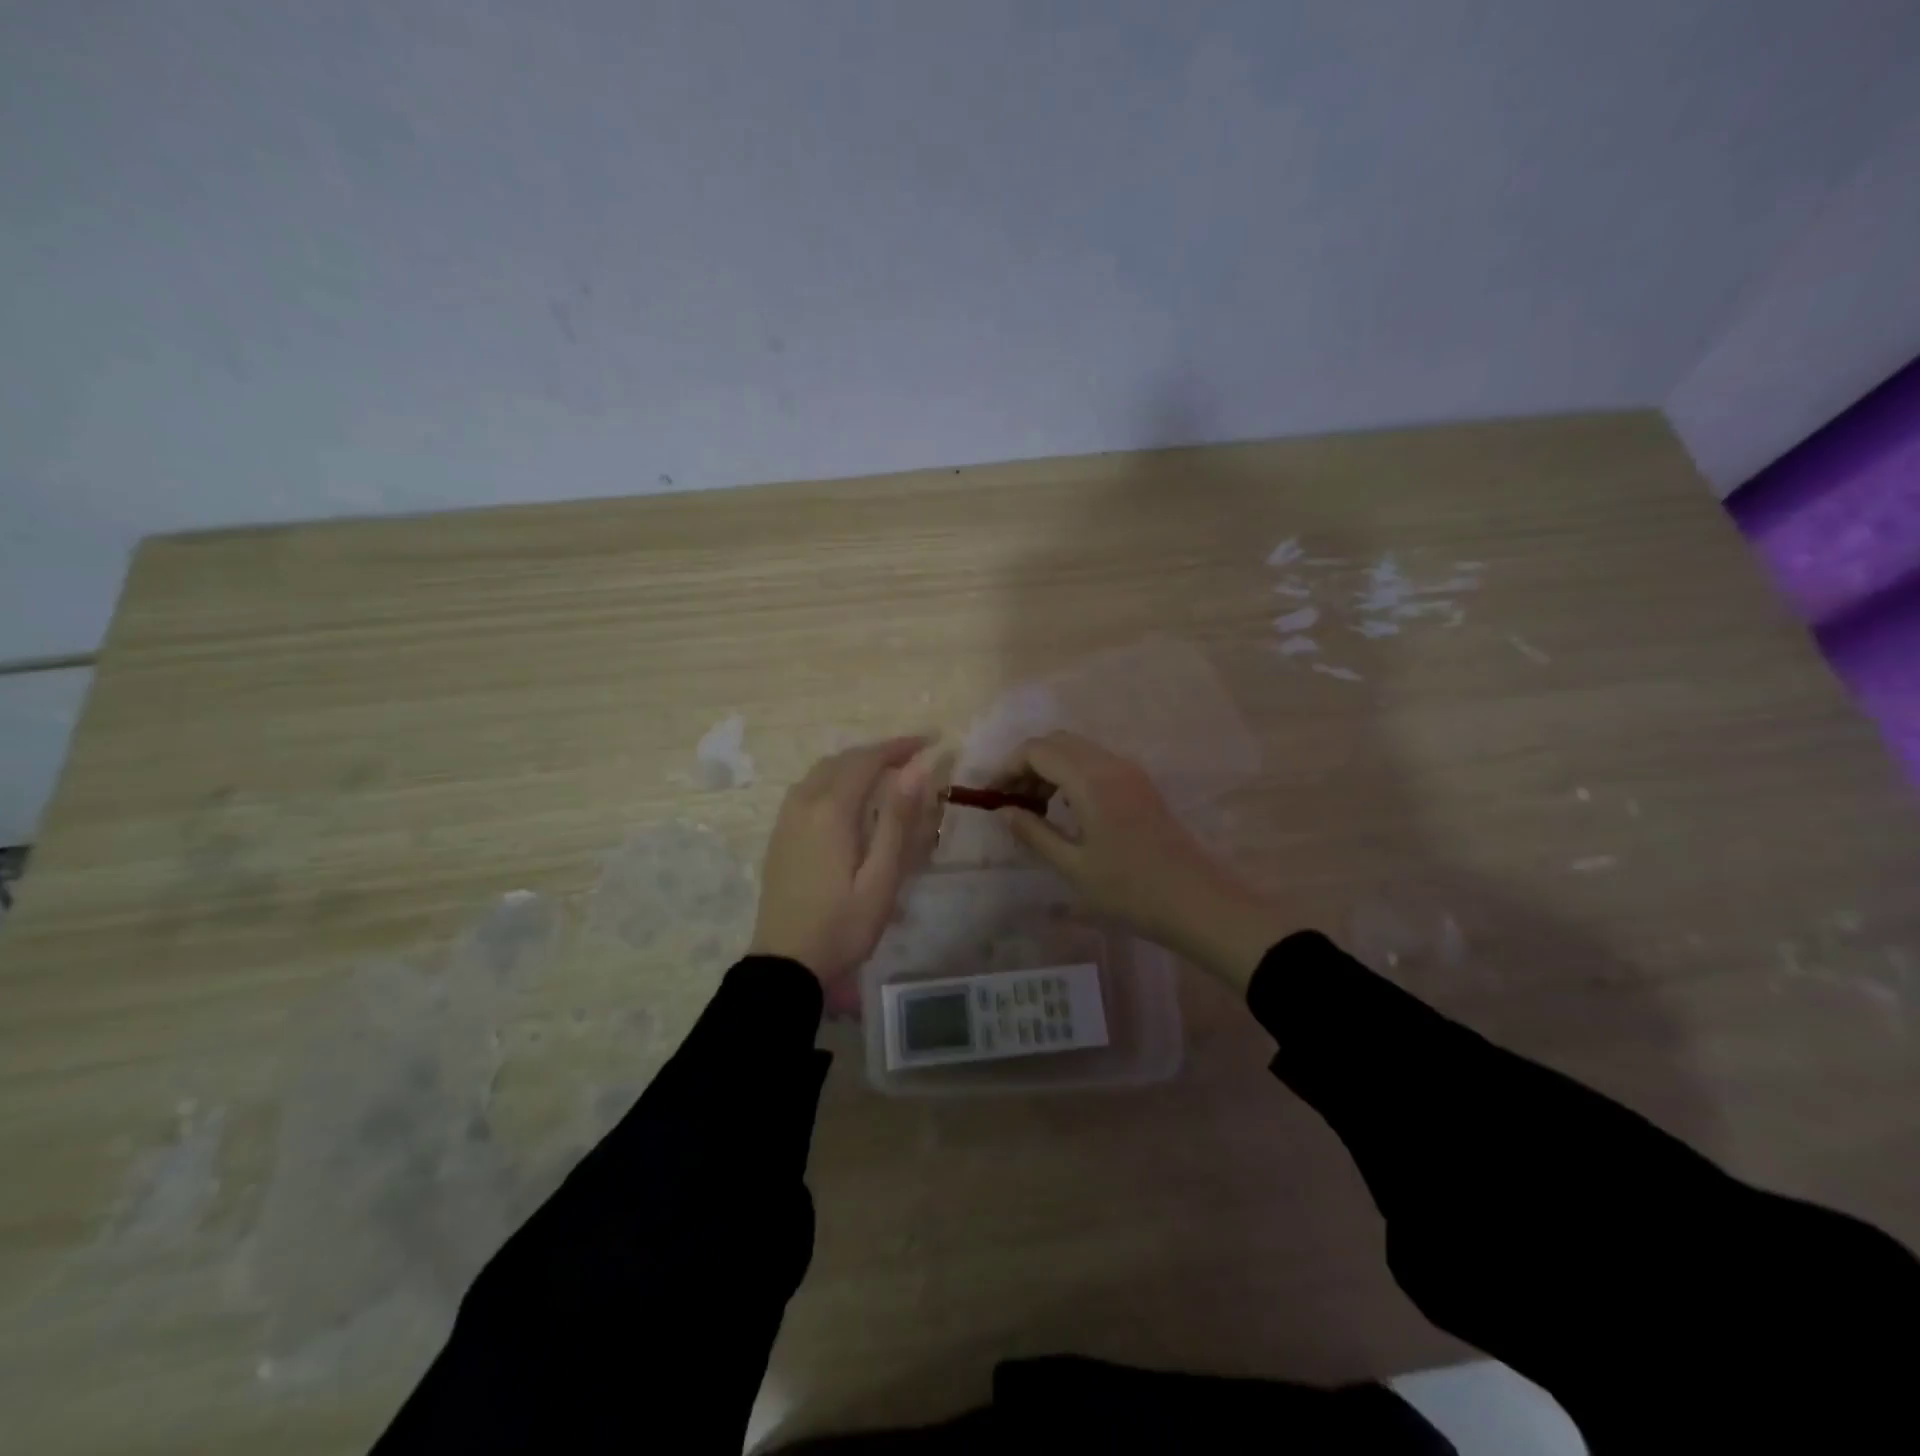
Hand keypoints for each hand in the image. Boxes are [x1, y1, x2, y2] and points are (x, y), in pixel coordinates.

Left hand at [750, 737, 944, 1011]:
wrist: (785, 966)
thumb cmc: (842, 926)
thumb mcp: (881, 878)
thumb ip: (897, 820)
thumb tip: (916, 769)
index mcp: (830, 811)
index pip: (866, 760)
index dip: (899, 746)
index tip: (930, 741)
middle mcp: (803, 803)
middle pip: (842, 760)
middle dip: (878, 752)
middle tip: (914, 756)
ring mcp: (786, 819)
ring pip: (821, 772)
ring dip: (855, 763)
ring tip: (887, 773)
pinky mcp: (780, 835)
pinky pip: (808, 788)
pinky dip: (835, 778)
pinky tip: (851, 798)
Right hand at [993, 732, 1287, 988]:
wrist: (1198, 903)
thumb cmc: (1130, 890)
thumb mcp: (1074, 866)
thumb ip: (1034, 833)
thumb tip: (1003, 811)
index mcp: (1090, 780)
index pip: (1037, 750)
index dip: (1007, 767)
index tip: (991, 796)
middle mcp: (1110, 764)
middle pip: (1057, 742)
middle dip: (1027, 765)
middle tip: (1012, 802)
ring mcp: (1130, 773)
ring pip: (1077, 750)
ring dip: (1049, 769)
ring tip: (1034, 809)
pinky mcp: (1141, 785)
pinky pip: (1095, 764)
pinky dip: (1071, 775)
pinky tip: (1066, 810)